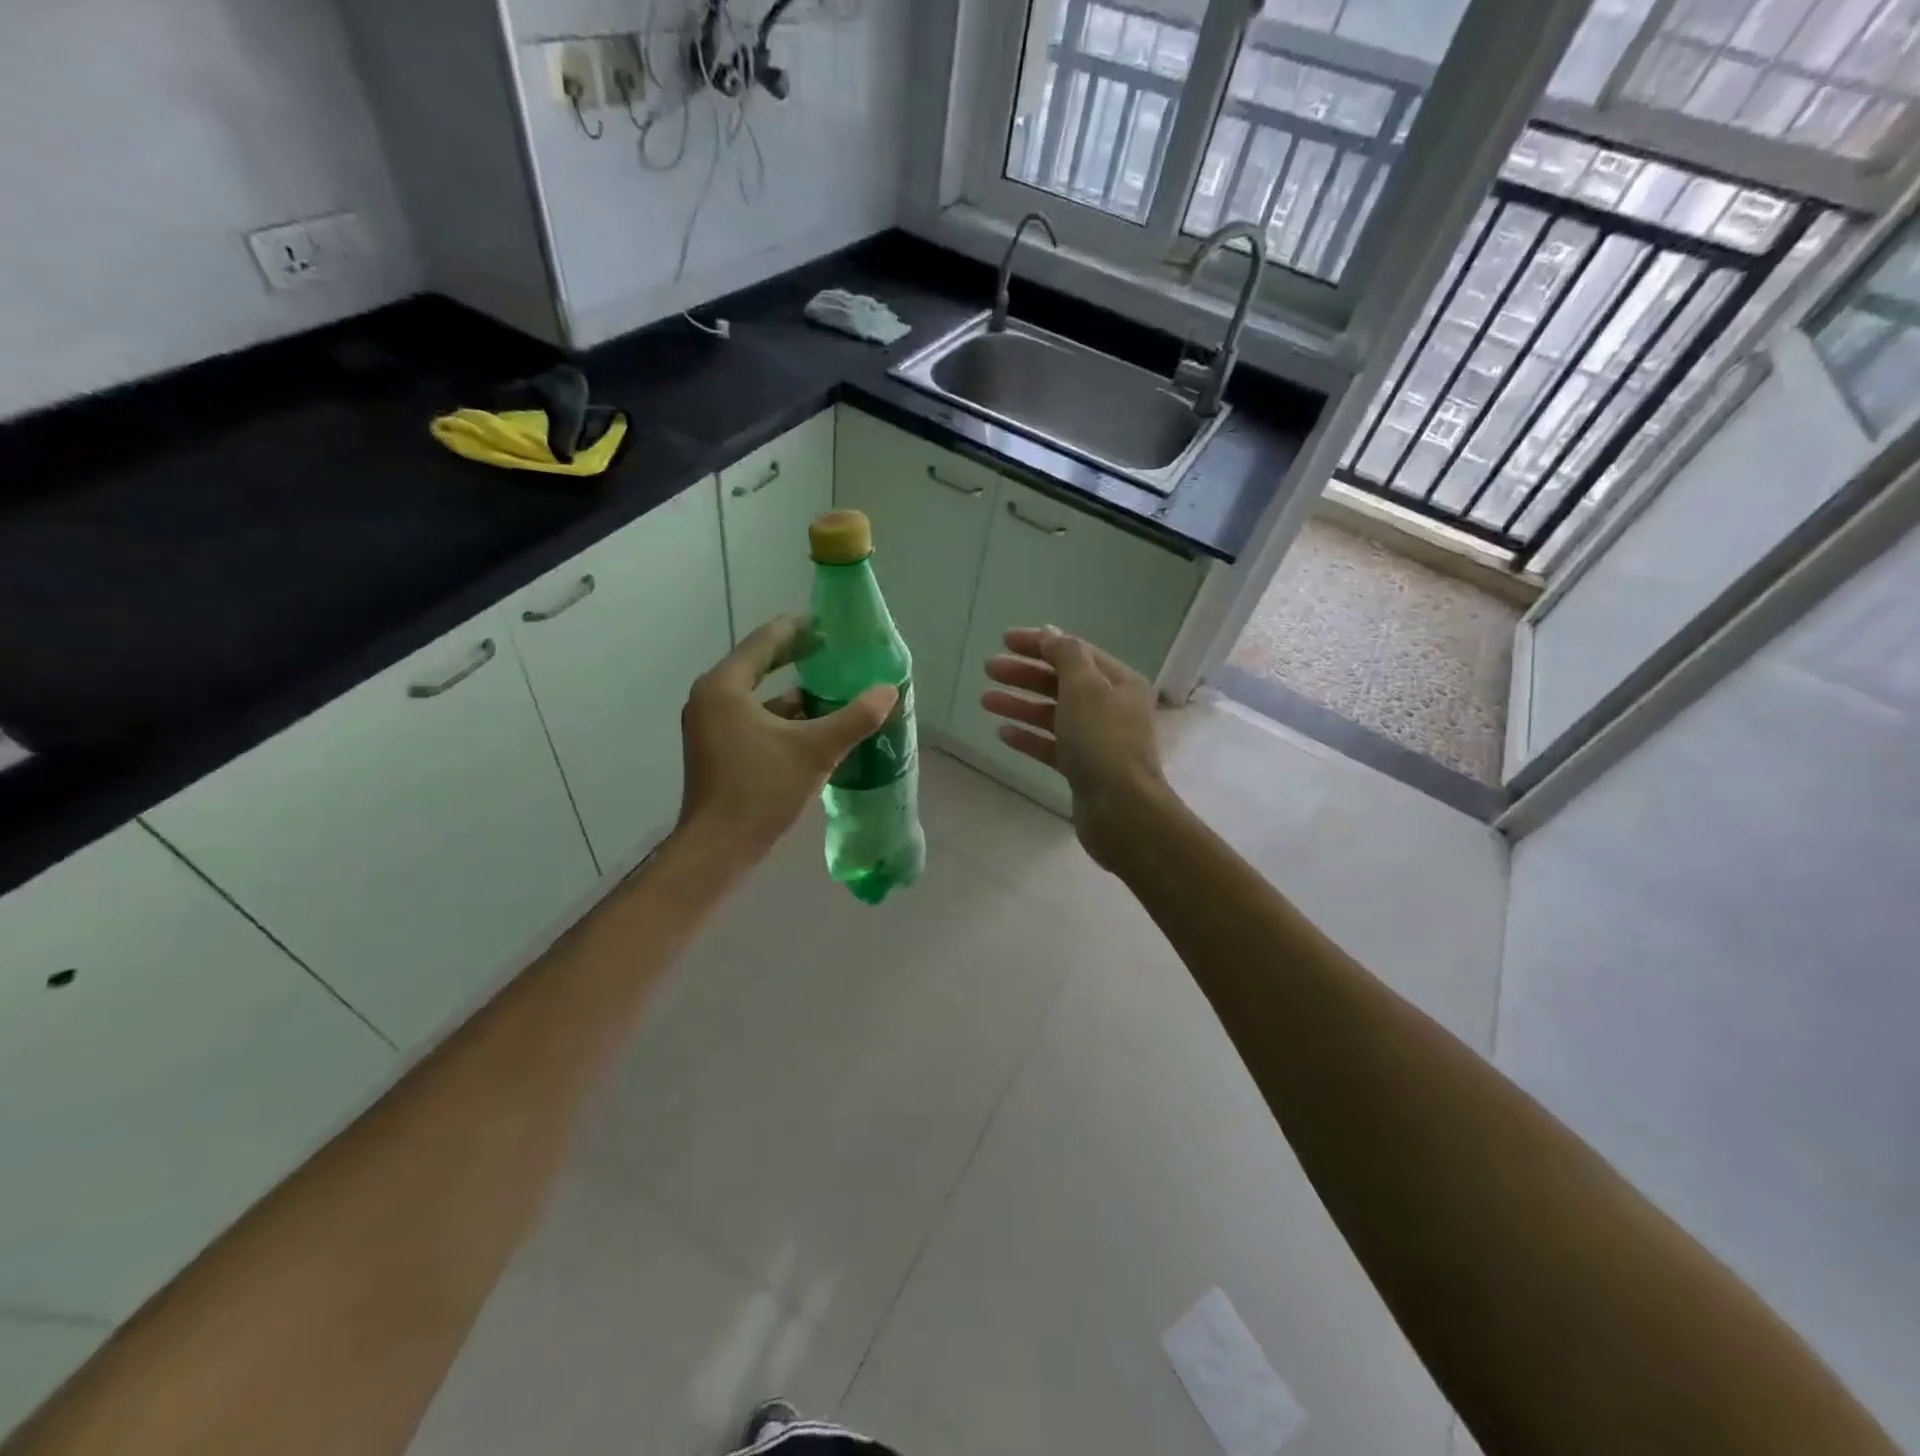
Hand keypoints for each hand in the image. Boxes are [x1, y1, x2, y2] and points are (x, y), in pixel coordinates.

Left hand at [675, 616, 896, 872]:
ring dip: (793, 694)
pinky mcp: (716, 750)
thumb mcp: (815, 750)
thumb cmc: (761, 790)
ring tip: (833, 689)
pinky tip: (815, 727)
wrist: (719, 848)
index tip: (829, 625)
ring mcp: (709, 726)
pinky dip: (782, 719)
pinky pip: (753, 720)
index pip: (764, 641)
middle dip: (798, 659)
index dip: (799, 629)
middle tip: (835, 652)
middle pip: (759, 665)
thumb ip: (854, 718)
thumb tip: (889, 691)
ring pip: (758, 698)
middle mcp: (710, 699)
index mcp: (725, 687)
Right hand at [981, 626, 1167, 870]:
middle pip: (1061, 682)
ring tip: (985, 700)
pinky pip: (1052, 745)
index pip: (1075, 652)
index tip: (1004, 640)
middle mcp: (1111, 707)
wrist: (1120, 809)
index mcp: (1119, 682)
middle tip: (988, 668)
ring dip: (1020, 705)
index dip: (1039, 644)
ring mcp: (1097, 740)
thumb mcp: (1084, 687)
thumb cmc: (1102, 740)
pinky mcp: (1083, 769)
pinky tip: (1003, 733)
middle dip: (1025, 674)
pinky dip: (1029, 737)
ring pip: (1053, 714)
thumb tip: (1051, 633)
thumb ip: (1066, 655)